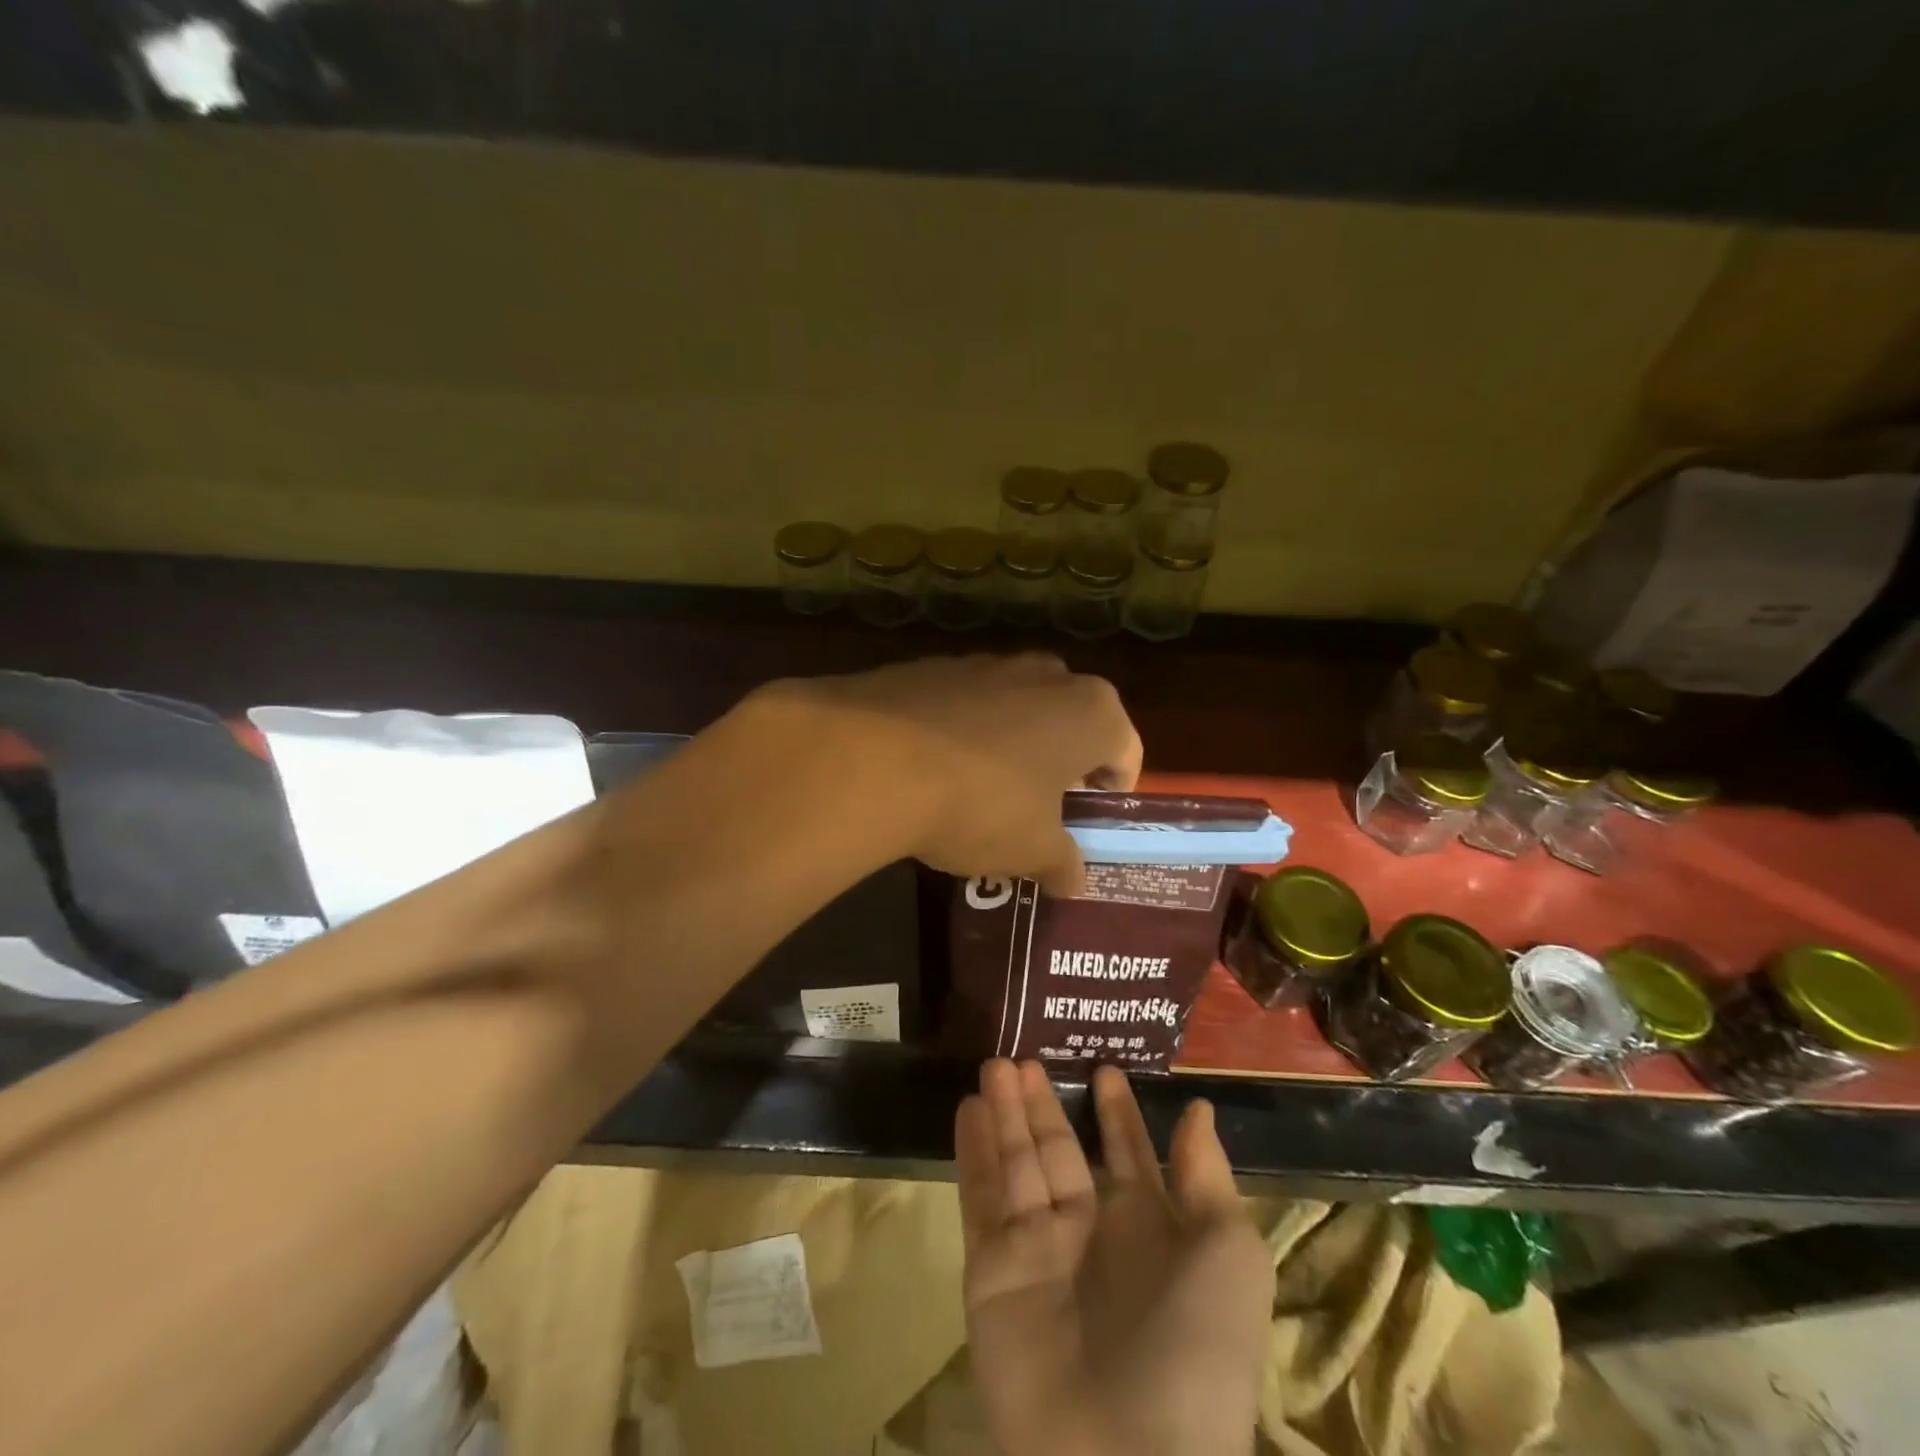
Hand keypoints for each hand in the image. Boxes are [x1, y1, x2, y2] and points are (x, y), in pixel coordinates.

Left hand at [761, 654, 1141, 895]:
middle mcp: (1046, 674)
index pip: (1125, 750)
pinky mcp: (931, 666)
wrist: (872, 760)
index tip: (1088, 819)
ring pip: (1017, 709)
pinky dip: (962, 733)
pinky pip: (965, 705)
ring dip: (1011, 745)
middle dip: (1061, 762)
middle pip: (1071, 722)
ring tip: (982, 792)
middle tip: (1039, 807)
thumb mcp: (1031, 849)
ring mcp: (985, 663)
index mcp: (1092, 711)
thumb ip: (1062, 863)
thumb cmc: (980, 804)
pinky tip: (935, 770)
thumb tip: (1073, 881)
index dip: (1112, 789)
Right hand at [956, 1060, 1272, 1455]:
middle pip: (1061, 1151)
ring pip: (1018, 1164)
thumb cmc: (1196, 1349)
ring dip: (1007, 1115)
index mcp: (1151, 1233)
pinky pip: (981, 1199)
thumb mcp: (1229, 1254)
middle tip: (1023, 1057)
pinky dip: (974, 1153)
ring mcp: (1039, 1253)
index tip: (1104, 1070)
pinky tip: (968, 1109)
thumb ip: (1206, 1177)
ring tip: (995, 1066)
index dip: (1118, 1115)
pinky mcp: (992, 1272)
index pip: (1129, 1156)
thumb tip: (1198, 1110)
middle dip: (1045, 1106)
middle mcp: (1093, 1235)